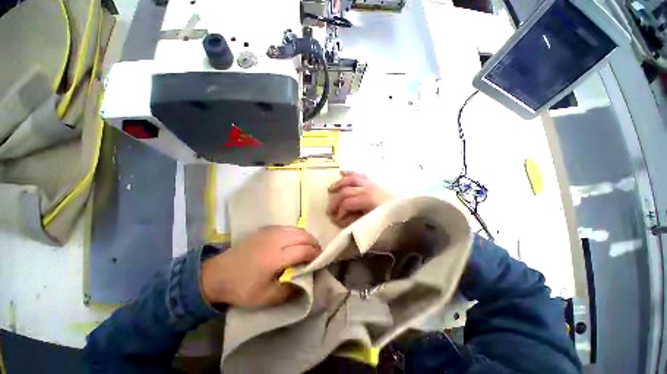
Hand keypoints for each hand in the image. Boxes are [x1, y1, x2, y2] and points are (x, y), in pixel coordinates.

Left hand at [201, 227, 320, 307]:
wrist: (217, 274)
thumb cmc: (241, 288)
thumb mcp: (265, 298)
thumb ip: (288, 291)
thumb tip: (305, 284)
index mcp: (276, 257)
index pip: (304, 250)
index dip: (315, 254)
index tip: (320, 259)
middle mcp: (276, 240)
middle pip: (303, 236)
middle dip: (314, 243)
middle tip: (317, 252)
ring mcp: (270, 232)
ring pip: (296, 229)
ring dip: (306, 236)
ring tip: (309, 245)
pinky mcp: (265, 229)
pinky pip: (287, 227)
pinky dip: (296, 232)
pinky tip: (295, 240)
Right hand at [327, 171, 393, 227]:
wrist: (403, 209)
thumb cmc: (388, 218)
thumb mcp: (371, 221)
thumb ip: (354, 219)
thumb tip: (340, 219)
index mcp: (367, 198)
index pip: (347, 203)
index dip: (340, 212)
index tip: (336, 220)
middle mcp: (367, 187)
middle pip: (345, 191)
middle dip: (335, 201)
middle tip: (329, 210)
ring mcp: (370, 182)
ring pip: (350, 179)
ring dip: (339, 184)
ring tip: (331, 190)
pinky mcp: (372, 180)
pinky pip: (359, 174)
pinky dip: (349, 172)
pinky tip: (342, 173)